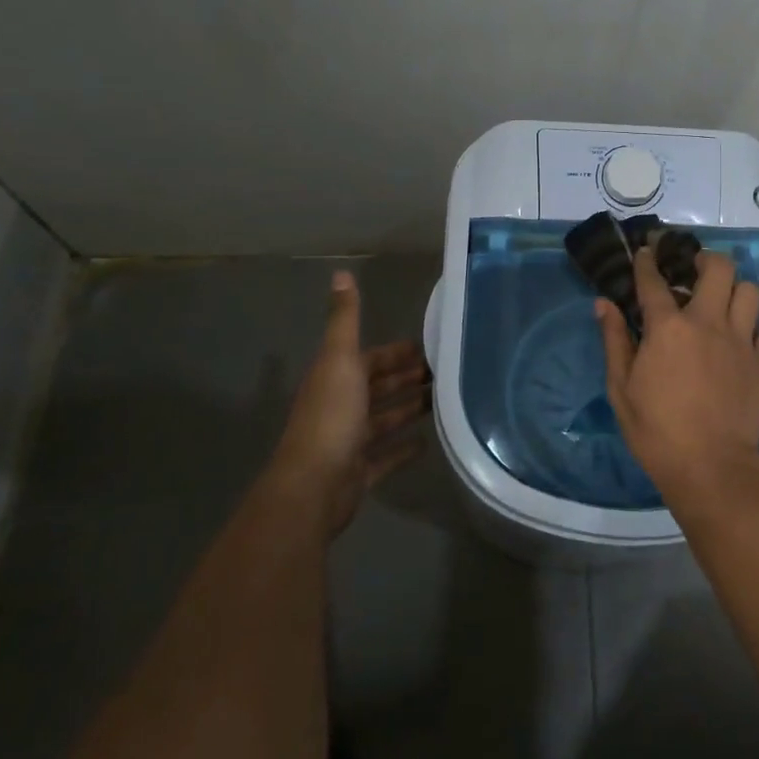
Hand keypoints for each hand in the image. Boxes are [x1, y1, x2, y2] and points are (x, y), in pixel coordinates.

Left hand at [268, 270, 432, 536]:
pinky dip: (403, 449)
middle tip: (445, 373)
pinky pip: (385, 457)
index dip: (396, 352)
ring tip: (443, 401)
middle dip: (406, 378)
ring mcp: (349, 441)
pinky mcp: (358, 472)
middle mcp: (341, 406)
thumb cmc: (330, 416)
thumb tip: (341, 273)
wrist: (313, 485)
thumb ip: (345, 318)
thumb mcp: (340, 358)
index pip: (370, 358)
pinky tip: (427, 443)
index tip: (429, 346)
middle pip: (378, 387)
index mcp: (336, 378)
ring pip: (383, 420)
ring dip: (407, 409)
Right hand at [596, 247, 758, 500]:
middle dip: (705, 260)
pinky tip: (752, 340)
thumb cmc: (656, 430)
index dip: (647, 261)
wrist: (711, 467)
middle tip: (694, 270)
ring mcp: (741, 341)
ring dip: (736, 291)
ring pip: (751, 292)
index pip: (653, 280)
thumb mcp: (621, 388)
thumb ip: (614, 340)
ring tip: (725, 302)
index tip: (645, 251)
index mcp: (668, 327)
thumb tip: (603, 304)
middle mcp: (708, 322)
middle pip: (718, 268)